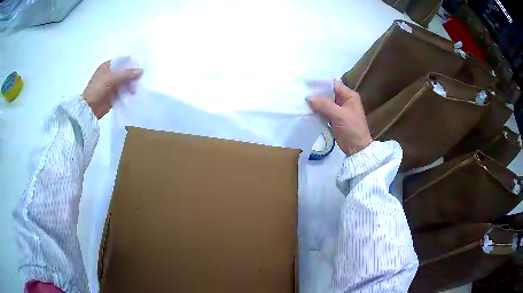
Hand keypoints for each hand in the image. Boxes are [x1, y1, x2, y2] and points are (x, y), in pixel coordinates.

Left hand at [82, 61, 142, 118]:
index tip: (141, 66)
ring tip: (140, 85)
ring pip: (125, 82)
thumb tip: (141, 71)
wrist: (89, 109)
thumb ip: (125, 74)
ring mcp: (112, 85)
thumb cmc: (97, 89)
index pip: (121, 61)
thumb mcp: (111, 78)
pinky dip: (129, 92)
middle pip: (124, 72)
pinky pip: (124, 91)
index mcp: (107, 67)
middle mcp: (110, 74)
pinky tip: (136, 92)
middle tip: (143, 77)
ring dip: (132, 83)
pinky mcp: (114, 95)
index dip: (131, 63)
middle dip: (133, 74)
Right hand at [308, 81, 371, 155]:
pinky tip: (307, 110)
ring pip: (325, 102)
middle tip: (301, 92)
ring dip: (315, 102)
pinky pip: (324, 111)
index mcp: (349, 95)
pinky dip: (317, 110)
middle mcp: (344, 100)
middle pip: (328, 92)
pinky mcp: (334, 118)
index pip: (333, 84)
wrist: (357, 149)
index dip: (320, 83)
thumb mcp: (339, 115)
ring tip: (301, 100)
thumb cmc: (352, 130)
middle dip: (316, 93)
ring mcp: (339, 109)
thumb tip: (308, 97)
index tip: (306, 84)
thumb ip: (324, 105)